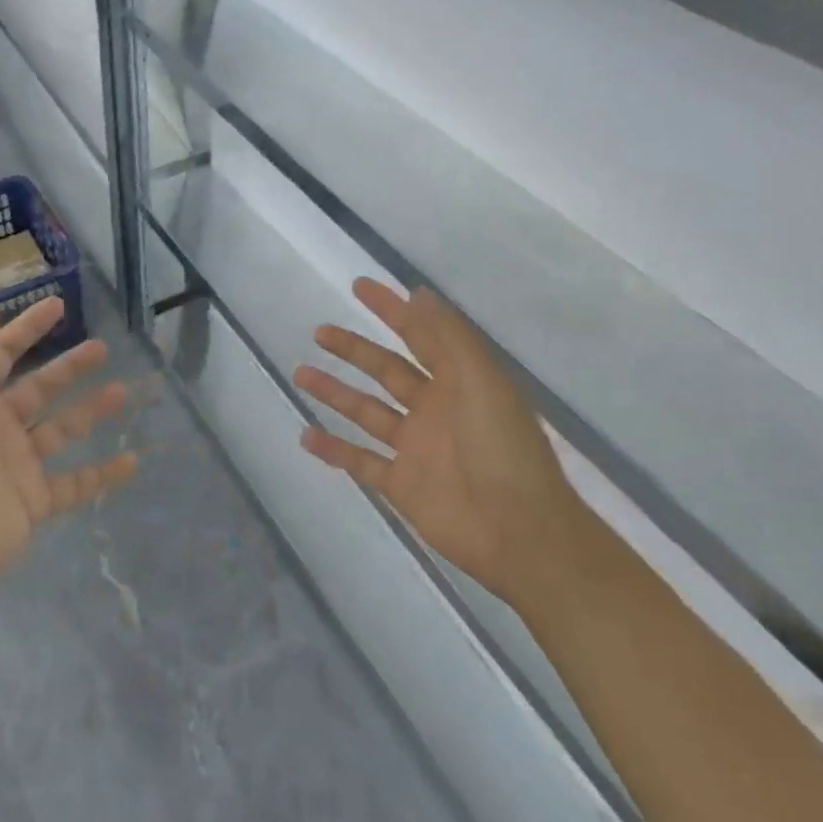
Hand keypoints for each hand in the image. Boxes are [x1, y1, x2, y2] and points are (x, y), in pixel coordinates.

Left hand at [0, 297, 137, 605]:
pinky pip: (77, 483)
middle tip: (102, 348)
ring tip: (123, 391)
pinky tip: (133, 460)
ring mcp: (19, 464)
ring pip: (64, 429)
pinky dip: (104, 474)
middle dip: (69, 367)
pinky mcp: (36, 500)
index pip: (2, 353)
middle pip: (41, 387)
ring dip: (92, 410)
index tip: (59, 305)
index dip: (28, 328)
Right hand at [294, 279, 579, 605]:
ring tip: (301, 373)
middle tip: (320, 332)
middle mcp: (435, 409)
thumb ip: (449, 337)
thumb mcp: (482, 382)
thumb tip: (418, 293)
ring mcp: (416, 449)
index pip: (419, 335)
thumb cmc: (504, 449)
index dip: (391, 309)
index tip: (360, 286)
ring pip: (367, 412)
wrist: (522, 535)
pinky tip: (306, 435)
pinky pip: (360, 462)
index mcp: (459, 382)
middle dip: (354, 349)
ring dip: (335, 392)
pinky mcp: (402, 485)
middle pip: (386, 370)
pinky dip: (334, 449)